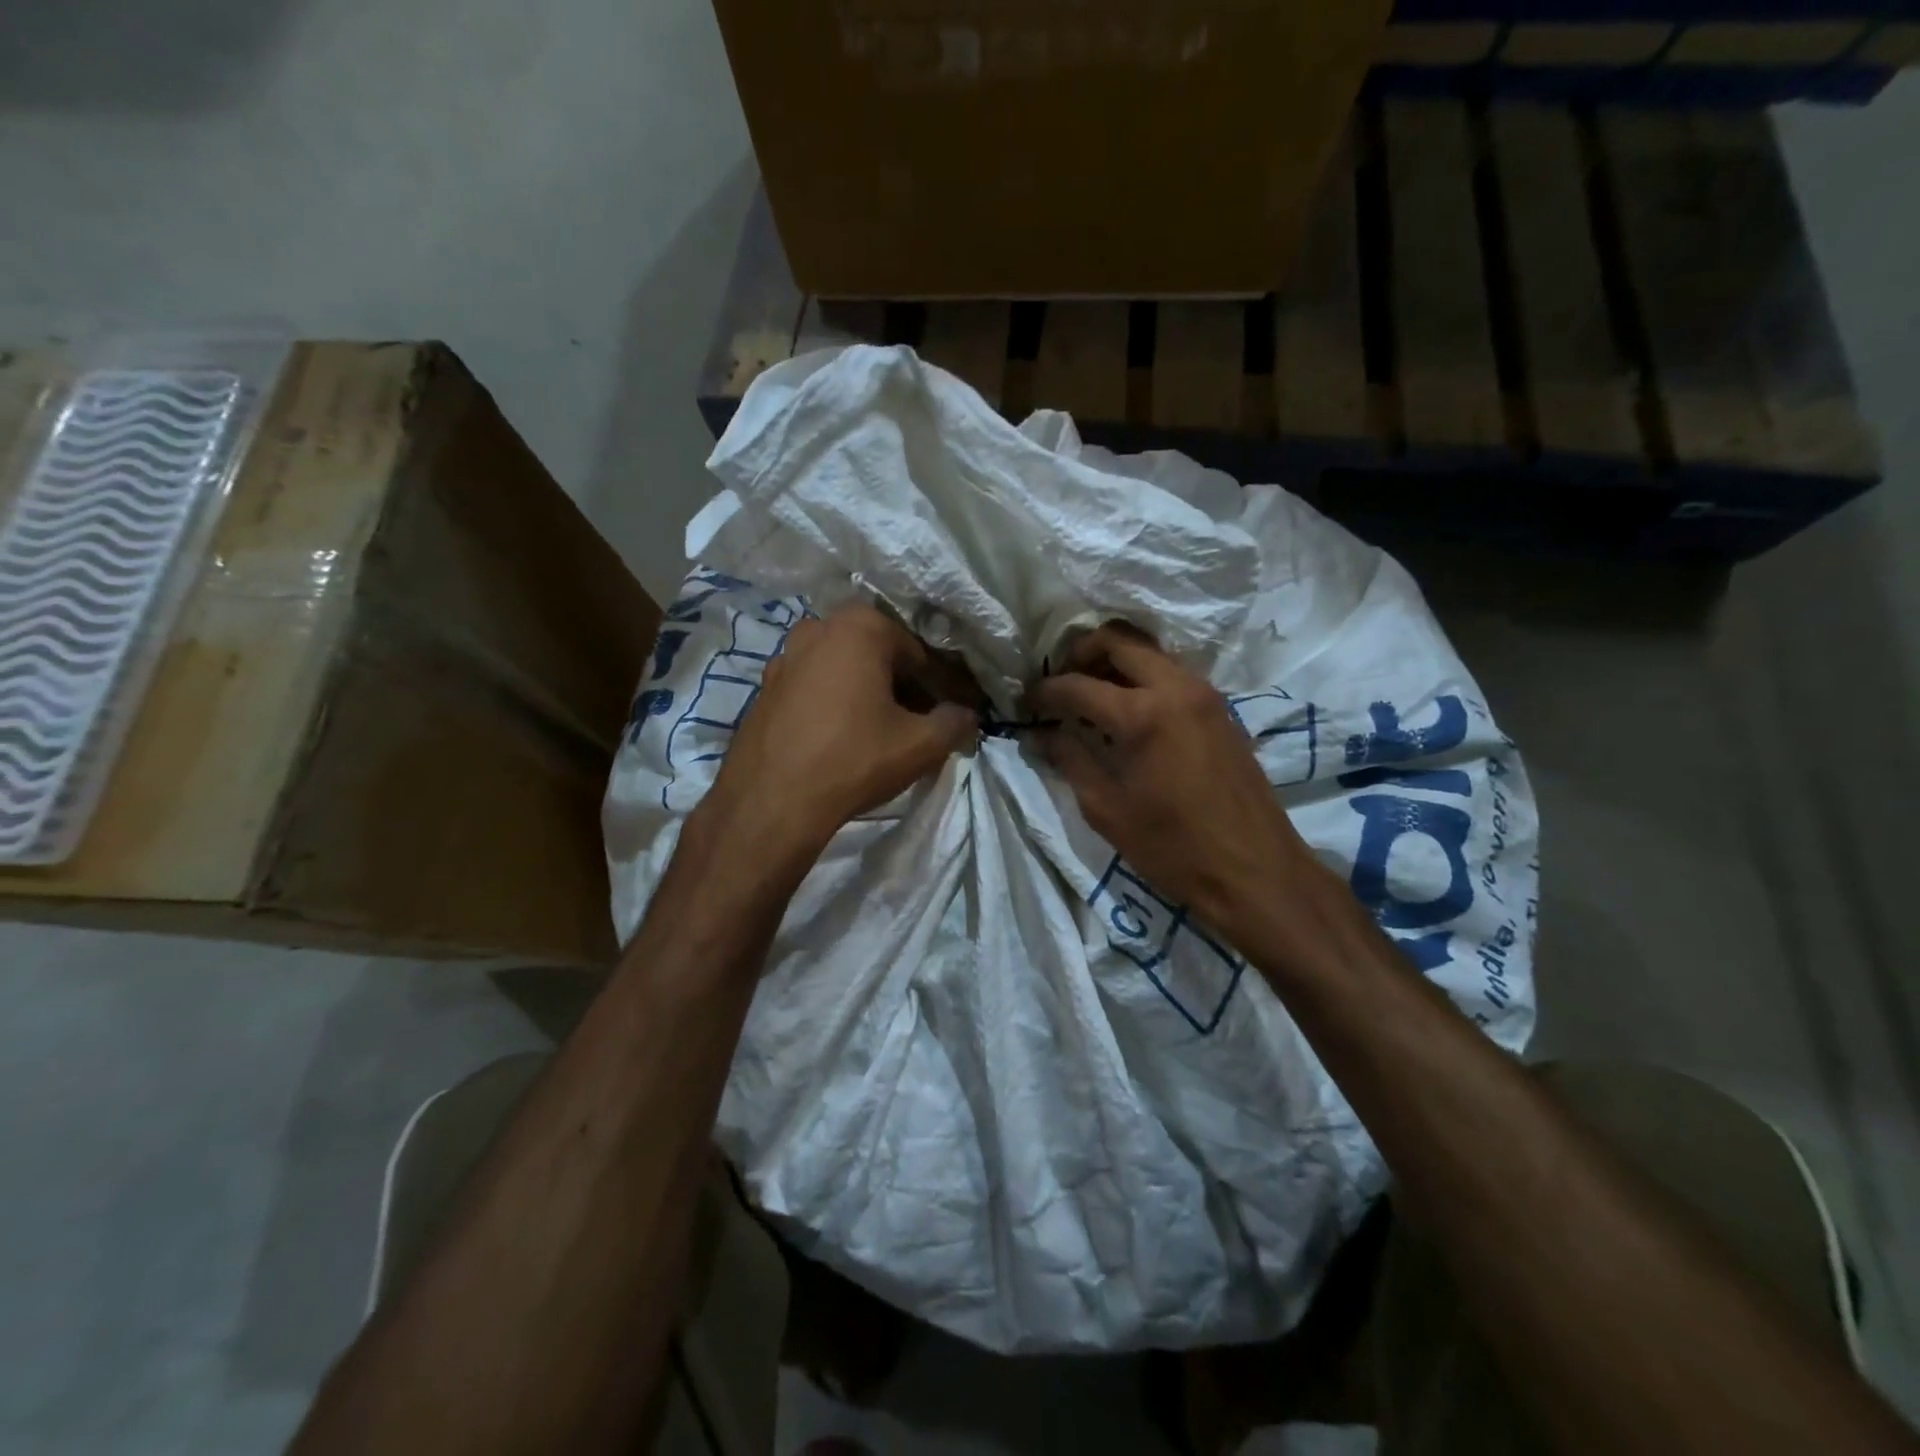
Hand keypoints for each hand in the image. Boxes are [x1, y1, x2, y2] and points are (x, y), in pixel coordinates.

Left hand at [695, 603, 978, 864]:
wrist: (771, 801)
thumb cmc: (854, 759)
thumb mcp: (920, 745)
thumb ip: (954, 723)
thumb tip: (966, 716)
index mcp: (860, 627)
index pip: (915, 652)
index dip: (933, 685)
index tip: (939, 715)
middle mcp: (817, 628)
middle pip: (875, 654)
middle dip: (896, 684)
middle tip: (910, 724)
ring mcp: (783, 657)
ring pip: (840, 669)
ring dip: (861, 692)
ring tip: (873, 733)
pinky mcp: (763, 688)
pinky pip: (810, 687)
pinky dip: (829, 703)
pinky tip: (835, 739)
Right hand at [1033, 625, 1312, 937]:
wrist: (1256, 871)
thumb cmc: (1173, 848)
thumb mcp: (1107, 809)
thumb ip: (1071, 760)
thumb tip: (1042, 734)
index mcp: (1142, 714)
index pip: (1078, 684)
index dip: (1045, 691)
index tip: (1027, 702)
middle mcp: (1175, 688)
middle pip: (1119, 640)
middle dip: (1081, 653)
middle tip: (1061, 683)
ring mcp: (1204, 694)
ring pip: (1150, 652)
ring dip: (1115, 662)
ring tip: (1091, 697)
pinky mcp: (1221, 709)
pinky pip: (1172, 673)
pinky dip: (1143, 678)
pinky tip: (1128, 712)